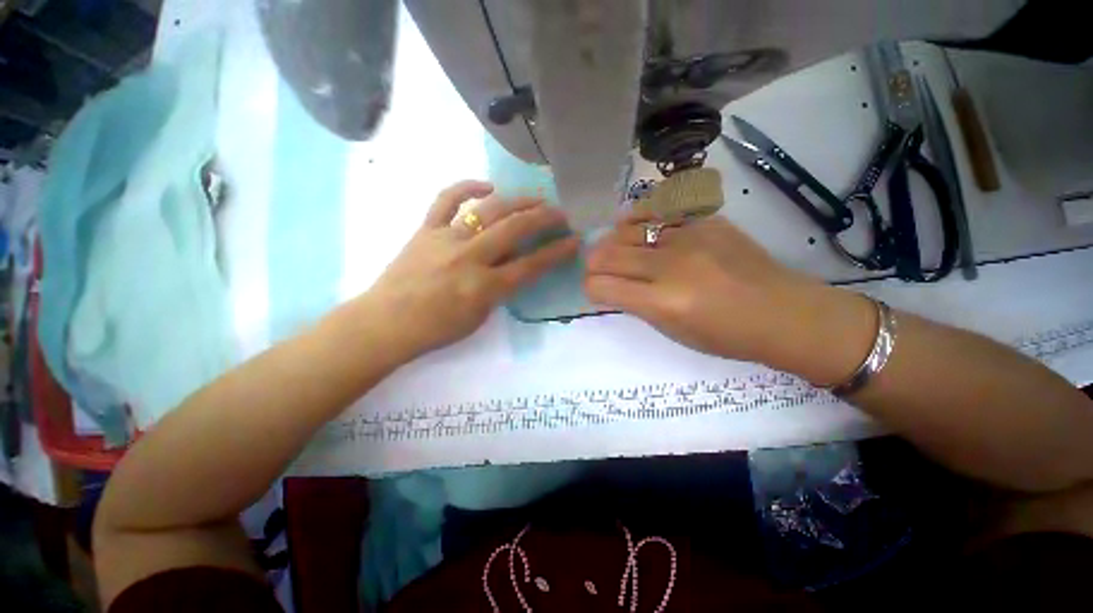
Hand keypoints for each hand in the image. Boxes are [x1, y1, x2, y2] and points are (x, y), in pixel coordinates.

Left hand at [364, 180, 579, 359]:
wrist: (386, 323)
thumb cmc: (436, 329)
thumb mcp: (479, 317)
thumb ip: (500, 289)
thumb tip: (513, 265)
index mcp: (484, 287)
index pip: (531, 265)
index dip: (556, 252)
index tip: (574, 241)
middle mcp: (469, 257)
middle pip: (514, 229)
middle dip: (543, 218)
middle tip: (560, 211)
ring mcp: (446, 238)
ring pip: (488, 209)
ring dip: (516, 201)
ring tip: (534, 198)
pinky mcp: (426, 229)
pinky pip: (446, 199)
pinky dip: (468, 187)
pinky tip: (487, 187)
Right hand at [584, 214, 874, 383]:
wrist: (782, 312)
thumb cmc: (726, 335)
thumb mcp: (672, 332)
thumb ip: (637, 305)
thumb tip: (612, 285)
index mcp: (662, 302)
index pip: (601, 286)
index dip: (590, 288)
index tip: (595, 290)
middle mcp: (669, 266)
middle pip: (606, 255)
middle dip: (593, 265)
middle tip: (598, 270)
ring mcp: (688, 237)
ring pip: (625, 230)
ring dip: (612, 242)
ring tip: (616, 249)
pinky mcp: (704, 220)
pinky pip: (657, 210)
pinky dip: (638, 219)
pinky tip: (637, 226)